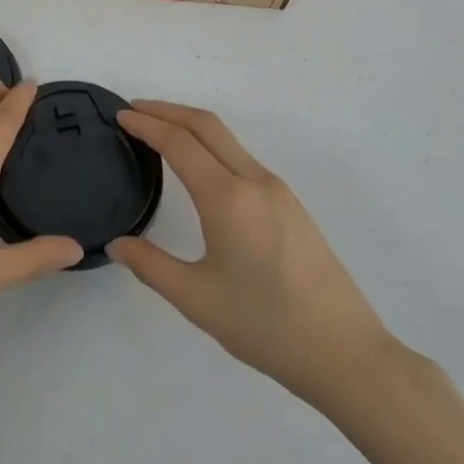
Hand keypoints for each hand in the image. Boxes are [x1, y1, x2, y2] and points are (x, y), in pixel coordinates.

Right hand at [110, 102, 397, 409]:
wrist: (345, 353)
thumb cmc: (266, 326)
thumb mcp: (197, 299)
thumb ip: (151, 266)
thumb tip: (118, 244)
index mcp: (228, 197)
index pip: (179, 143)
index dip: (147, 124)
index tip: (120, 115)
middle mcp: (254, 181)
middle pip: (206, 125)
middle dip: (167, 110)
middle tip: (134, 110)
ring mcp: (278, 191)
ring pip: (227, 140)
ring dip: (191, 126)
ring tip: (160, 134)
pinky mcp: (291, 206)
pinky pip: (242, 159)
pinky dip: (212, 146)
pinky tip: (200, 169)